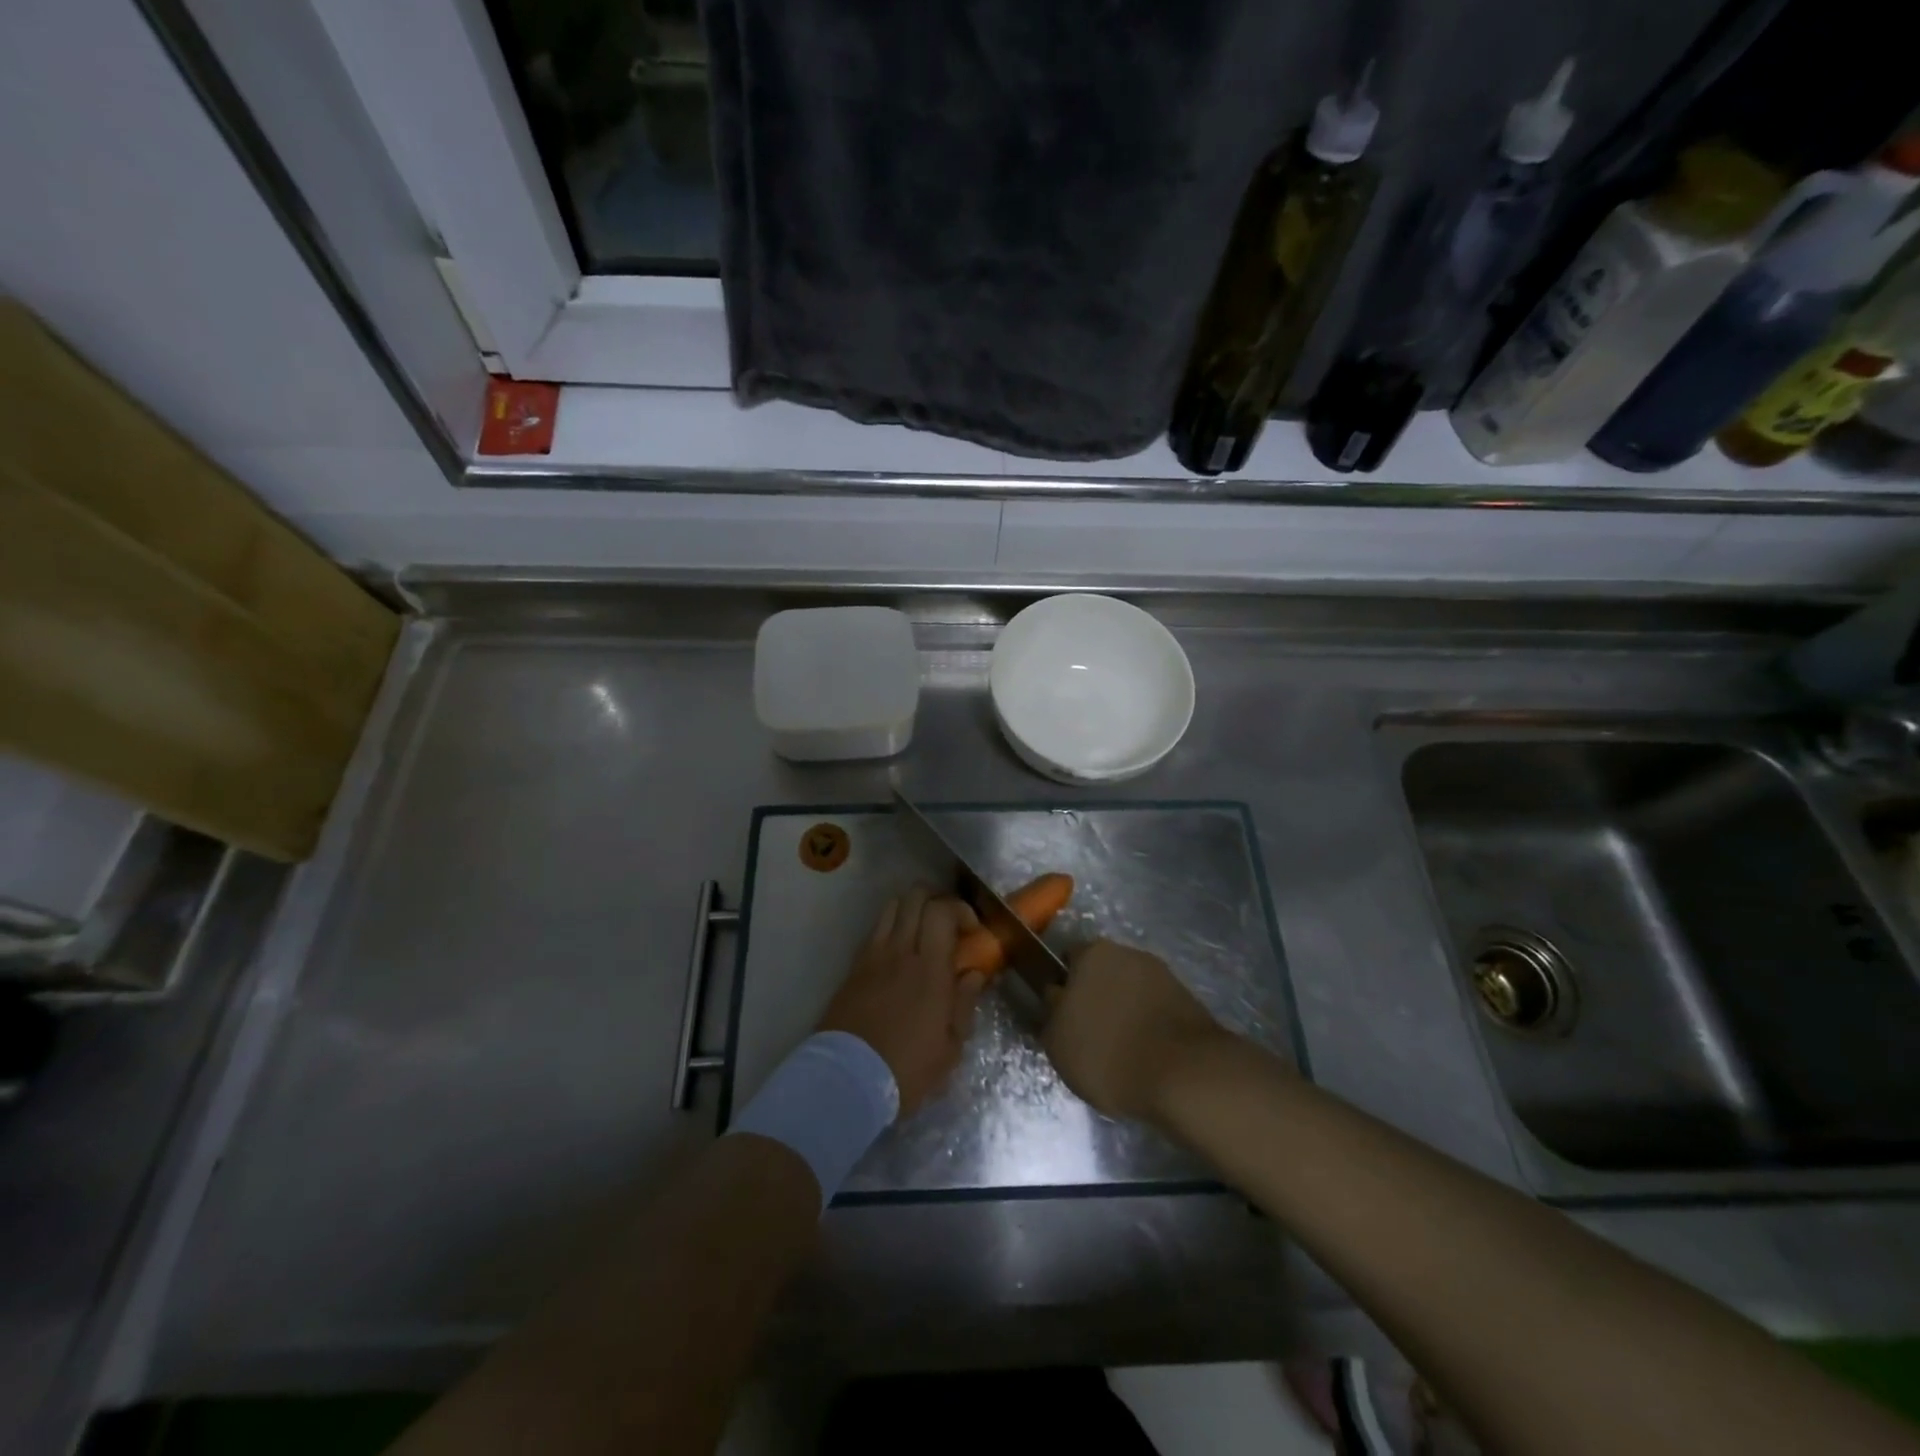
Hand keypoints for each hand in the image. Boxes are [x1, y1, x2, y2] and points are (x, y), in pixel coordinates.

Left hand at [818, 886, 986, 1116]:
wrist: (847, 1079)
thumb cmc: (906, 1069)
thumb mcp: (950, 1048)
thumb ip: (964, 1004)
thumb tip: (974, 974)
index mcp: (930, 969)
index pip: (942, 911)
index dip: (960, 909)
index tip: (971, 930)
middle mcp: (901, 951)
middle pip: (915, 897)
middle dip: (937, 899)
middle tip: (949, 922)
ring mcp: (873, 956)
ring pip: (892, 907)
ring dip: (912, 908)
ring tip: (923, 931)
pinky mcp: (854, 967)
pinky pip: (875, 930)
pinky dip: (891, 927)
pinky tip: (899, 950)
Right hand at [1043, 939, 1230, 1122]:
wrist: (1186, 1075)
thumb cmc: (1109, 1054)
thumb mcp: (1057, 1042)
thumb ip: (1051, 1013)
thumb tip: (1056, 997)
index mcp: (1091, 953)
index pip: (1067, 962)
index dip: (1063, 989)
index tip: (1063, 1018)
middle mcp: (1127, 952)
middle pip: (1101, 973)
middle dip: (1095, 997)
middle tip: (1091, 1035)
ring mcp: (1161, 974)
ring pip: (1130, 990)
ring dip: (1124, 1010)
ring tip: (1122, 1050)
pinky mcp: (1187, 999)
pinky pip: (1155, 1008)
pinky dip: (1149, 1024)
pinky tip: (1147, 1054)